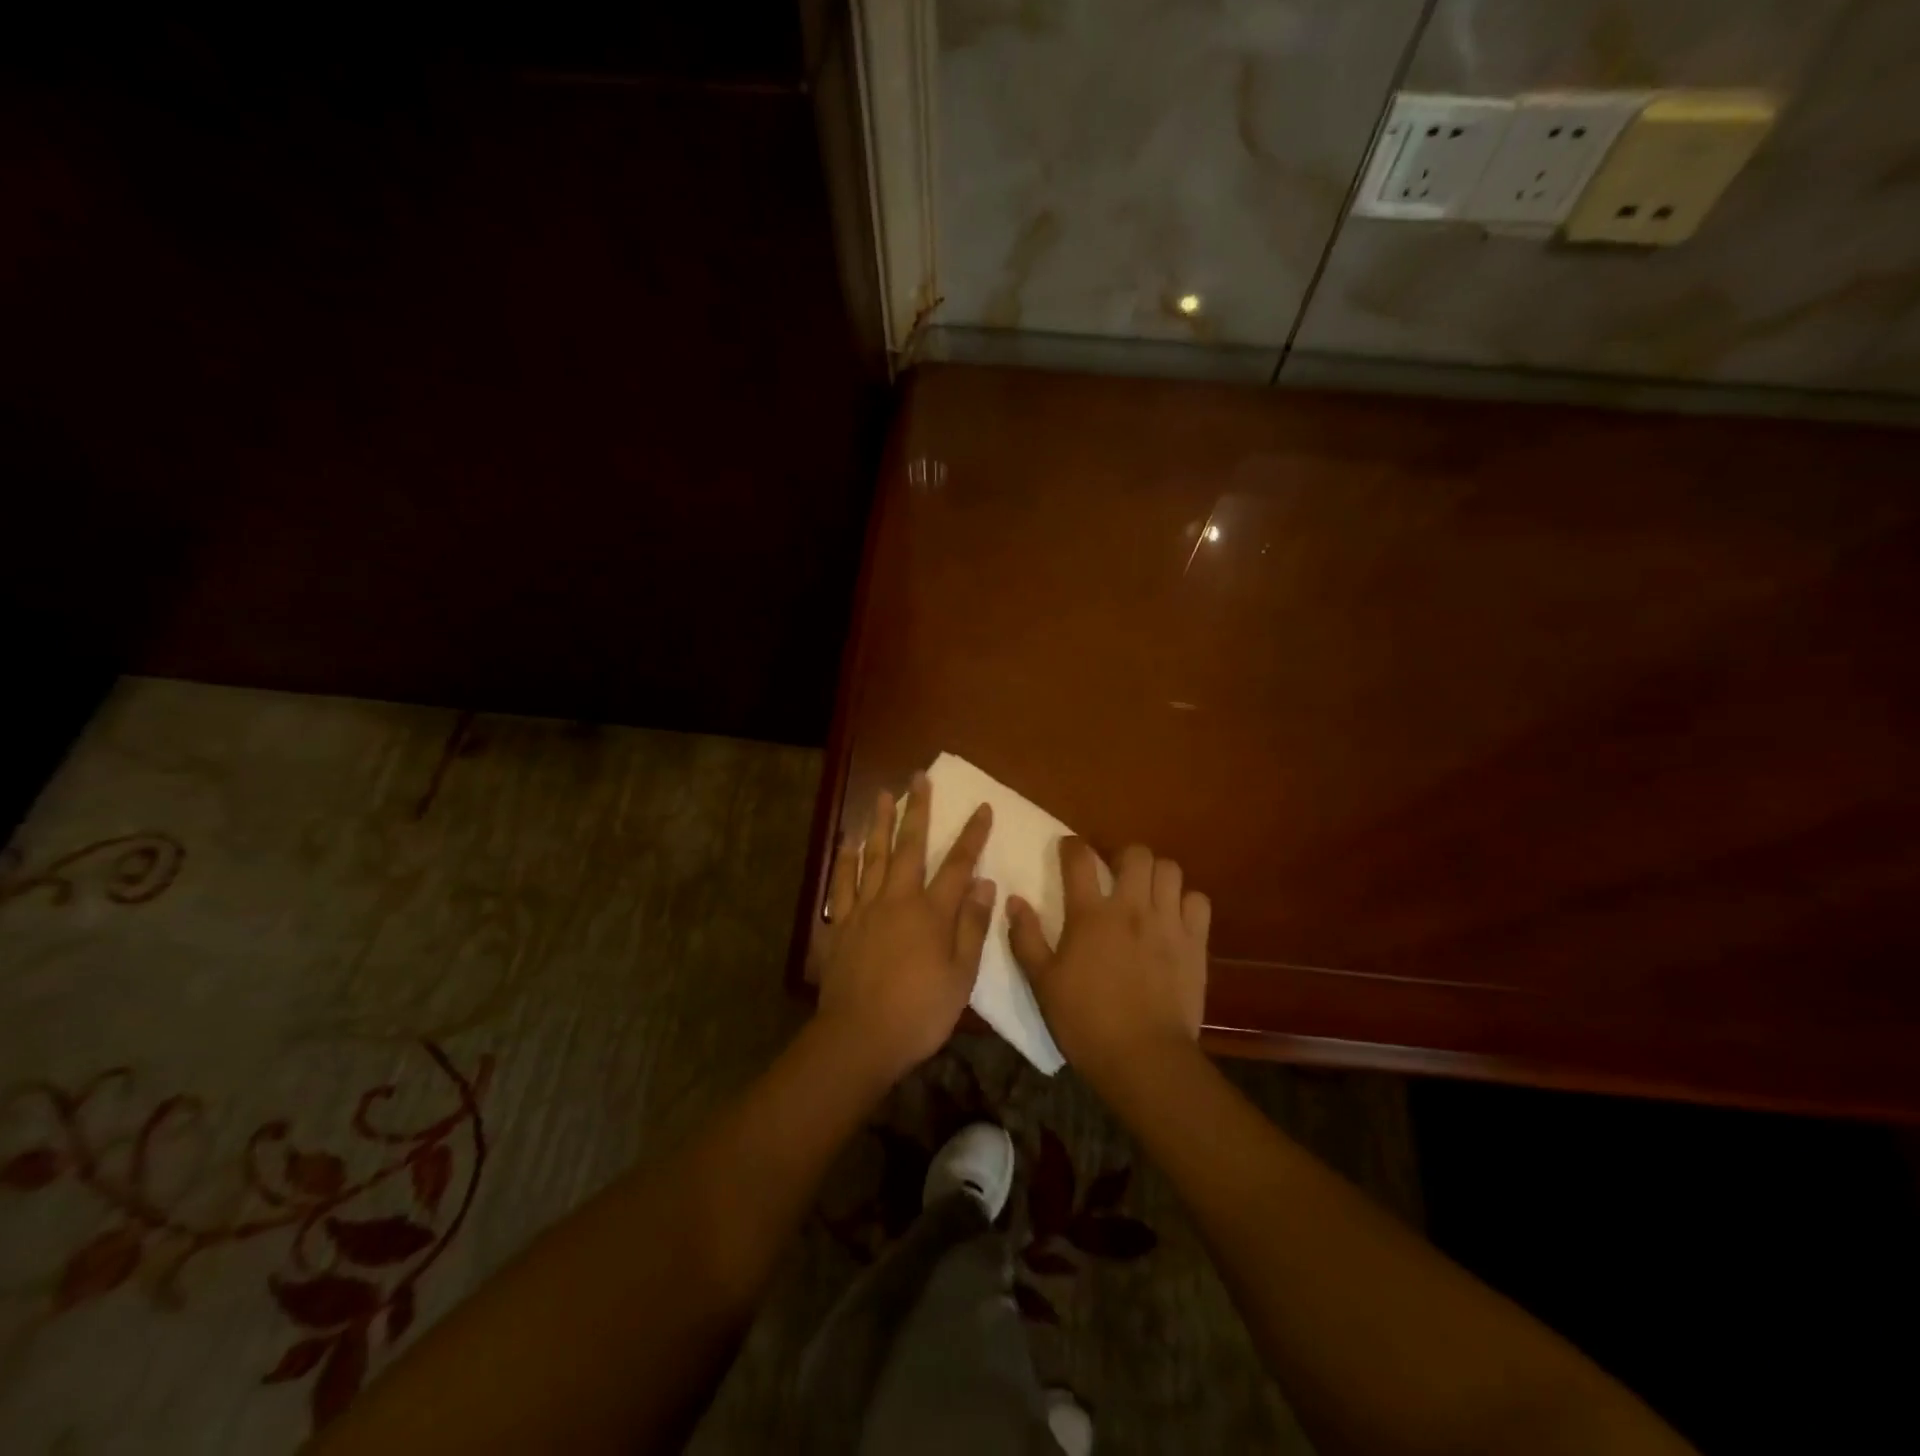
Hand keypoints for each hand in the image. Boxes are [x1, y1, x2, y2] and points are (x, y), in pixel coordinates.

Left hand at [811, 773, 995, 1083]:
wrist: (860, 1037)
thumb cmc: (920, 1011)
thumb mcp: (961, 975)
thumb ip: (972, 926)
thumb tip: (984, 882)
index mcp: (932, 912)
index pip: (957, 864)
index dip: (972, 835)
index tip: (982, 807)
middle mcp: (898, 899)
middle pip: (910, 846)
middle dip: (918, 810)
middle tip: (919, 777)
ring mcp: (865, 908)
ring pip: (873, 855)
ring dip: (880, 823)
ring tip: (882, 794)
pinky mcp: (841, 924)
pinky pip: (842, 882)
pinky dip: (846, 859)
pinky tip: (848, 841)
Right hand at [1007, 839, 1209, 1084]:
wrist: (1144, 1058)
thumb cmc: (1085, 1022)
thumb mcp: (1042, 983)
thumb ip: (1026, 938)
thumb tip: (1014, 901)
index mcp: (1090, 915)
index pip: (1079, 859)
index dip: (1072, 846)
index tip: (1069, 848)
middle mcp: (1131, 908)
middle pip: (1136, 854)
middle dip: (1123, 855)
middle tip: (1114, 873)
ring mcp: (1167, 923)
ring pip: (1170, 870)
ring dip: (1156, 874)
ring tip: (1146, 892)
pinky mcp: (1196, 943)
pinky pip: (1198, 901)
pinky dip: (1186, 902)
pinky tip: (1174, 917)